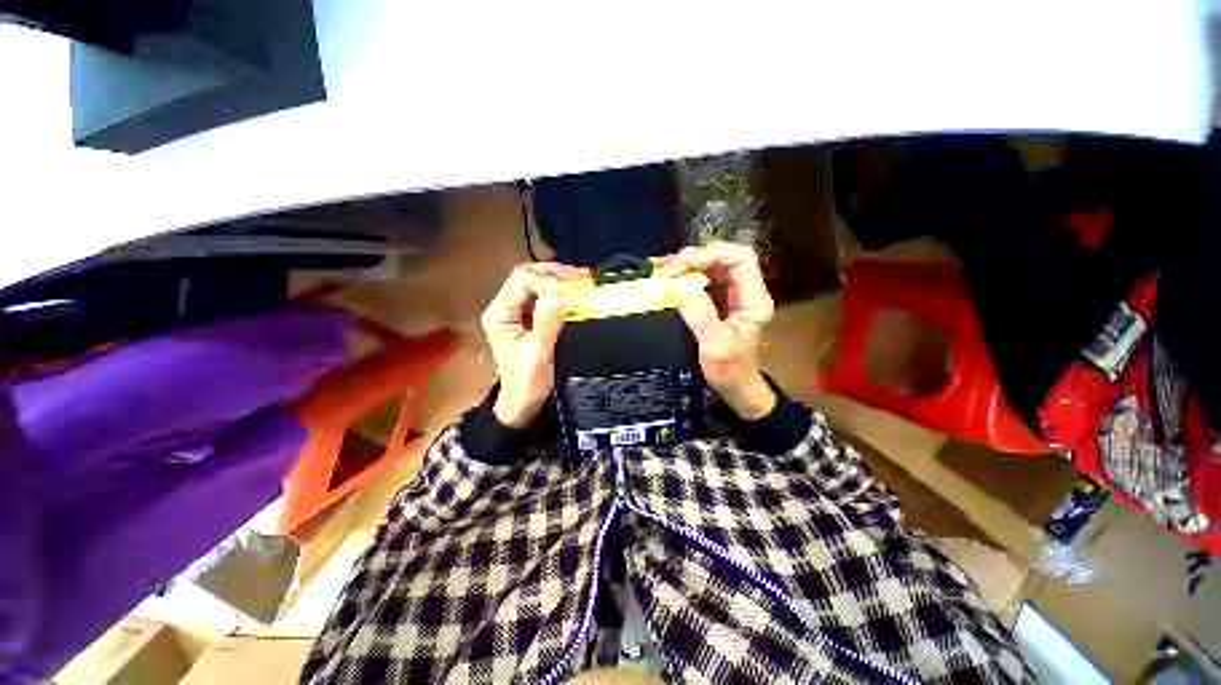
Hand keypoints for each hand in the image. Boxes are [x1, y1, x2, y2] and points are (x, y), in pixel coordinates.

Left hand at [481, 262, 588, 429]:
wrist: (524, 402)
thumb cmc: (526, 382)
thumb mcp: (538, 352)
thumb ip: (548, 320)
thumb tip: (561, 291)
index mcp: (499, 313)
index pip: (521, 279)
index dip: (547, 279)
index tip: (572, 289)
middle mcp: (506, 306)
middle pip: (530, 276)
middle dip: (556, 274)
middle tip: (583, 277)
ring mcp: (519, 311)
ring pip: (539, 283)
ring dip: (561, 280)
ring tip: (584, 280)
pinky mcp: (531, 317)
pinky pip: (547, 296)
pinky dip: (563, 291)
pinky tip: (578, 291)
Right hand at [663, 242, 776, 419]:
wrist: (734, 385)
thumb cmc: (729, 370)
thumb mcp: (715, 346)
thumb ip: (700, 316)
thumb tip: (680, 287)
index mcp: (753, 300)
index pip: (741, 259)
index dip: (713, 253)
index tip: (684, 263)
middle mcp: (745, 291)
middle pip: (724, 258)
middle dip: (695, 258)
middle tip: (669, 269)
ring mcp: (731, 294)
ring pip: (711, 266)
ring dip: (687, 266)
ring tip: (664, 271)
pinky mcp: (718, 300)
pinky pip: (702, 279)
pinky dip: (685, 276)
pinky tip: (668, 279)